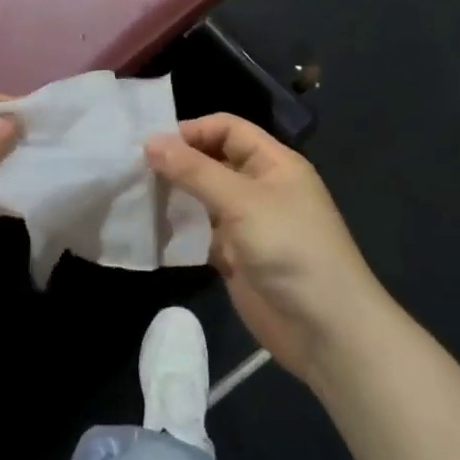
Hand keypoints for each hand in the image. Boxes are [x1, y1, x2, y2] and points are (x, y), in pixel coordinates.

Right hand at [147, 115, 384, 386]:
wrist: (326, 331)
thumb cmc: (290, 248)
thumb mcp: (242, 201)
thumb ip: (194, 170)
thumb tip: (150, 142)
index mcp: (273, 163)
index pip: (227, 129)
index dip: (192, 131)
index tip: (151, 144)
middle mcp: (259, 187)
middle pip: (212, 161)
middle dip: (177, 163)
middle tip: (133, 170)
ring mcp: (247, 224)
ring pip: (202, 198)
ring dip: (173, 196)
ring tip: (135, 196)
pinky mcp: (235, 257)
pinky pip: (200, 233)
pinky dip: (178, 230)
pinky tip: (149, 229)